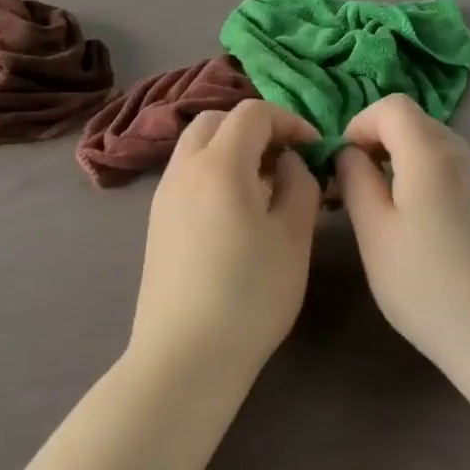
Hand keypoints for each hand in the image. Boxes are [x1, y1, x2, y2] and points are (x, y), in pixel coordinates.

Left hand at [129, 99, 322, 378]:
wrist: (186, 355)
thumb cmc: (251, 295)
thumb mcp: (294, 237)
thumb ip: (300, 185)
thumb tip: (289, 162)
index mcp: (220, 165)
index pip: (253, 113)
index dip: (289, 121)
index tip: (313, 148)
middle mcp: (184, 169)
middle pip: (217, 121)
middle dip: (255, 128)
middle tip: (286, 159)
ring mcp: (163, 195)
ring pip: (197, 147)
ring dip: (232, 149)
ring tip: (264, 186)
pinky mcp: (156, 221)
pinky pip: (186, 174)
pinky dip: (213, 171)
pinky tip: (235, 211)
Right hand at [334, 94, 469, 363]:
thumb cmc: (427, 286)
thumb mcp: (374, 234)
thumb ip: (356, 181)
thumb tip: (349, 154)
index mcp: (431, 155)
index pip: (392, 106)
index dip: (360, 124)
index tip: (343, 164)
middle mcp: (465, 156)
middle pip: (416, 123)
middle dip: (379, 143)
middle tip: (356, 188)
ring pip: (437, 148)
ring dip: (404, 162)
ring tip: (386, 211)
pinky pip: (455, 172)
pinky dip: (428, 180)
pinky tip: (423, 228)